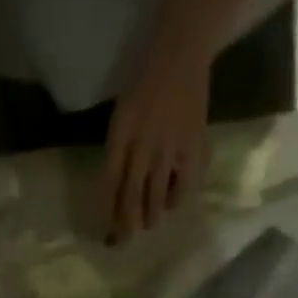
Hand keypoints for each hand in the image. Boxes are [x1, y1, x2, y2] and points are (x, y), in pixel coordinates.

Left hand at [100, 38, 211, 242]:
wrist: (181, 53)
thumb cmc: (145, 87)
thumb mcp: (121, 117)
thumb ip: (117, 155)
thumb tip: (113, 200)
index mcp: (122, 135)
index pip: (110, 185)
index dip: (106, 214)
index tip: (104, 237)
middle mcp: (144, 145)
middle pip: (131, 198)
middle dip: (126, 228)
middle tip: (122, 244)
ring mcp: (170, 148)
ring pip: (156, 200)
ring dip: (150, 218)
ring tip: (147, 223)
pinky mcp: (193, 148)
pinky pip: (184, 188)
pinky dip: (176, 201)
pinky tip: (172, 202)